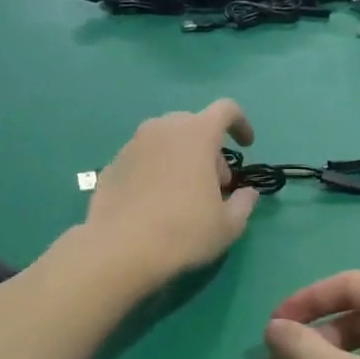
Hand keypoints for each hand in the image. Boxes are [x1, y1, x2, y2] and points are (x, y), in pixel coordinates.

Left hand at [85, 100, 258, 287]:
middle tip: (215, 184)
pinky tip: (155, 203)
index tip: (246, 147)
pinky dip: (155, 171)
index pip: (226, 110)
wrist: (120, 249)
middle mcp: (162, 129)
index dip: (241, 124)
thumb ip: (244, 203)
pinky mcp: (111, 165)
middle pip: (194, 125)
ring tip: (183, 194)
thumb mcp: (228, 225)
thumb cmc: (184, 231)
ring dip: (181, 158)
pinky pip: (143, 159)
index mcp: (197, 134)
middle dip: (210, 150)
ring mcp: (132, 145)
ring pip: (165, 141)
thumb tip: (248, 193)